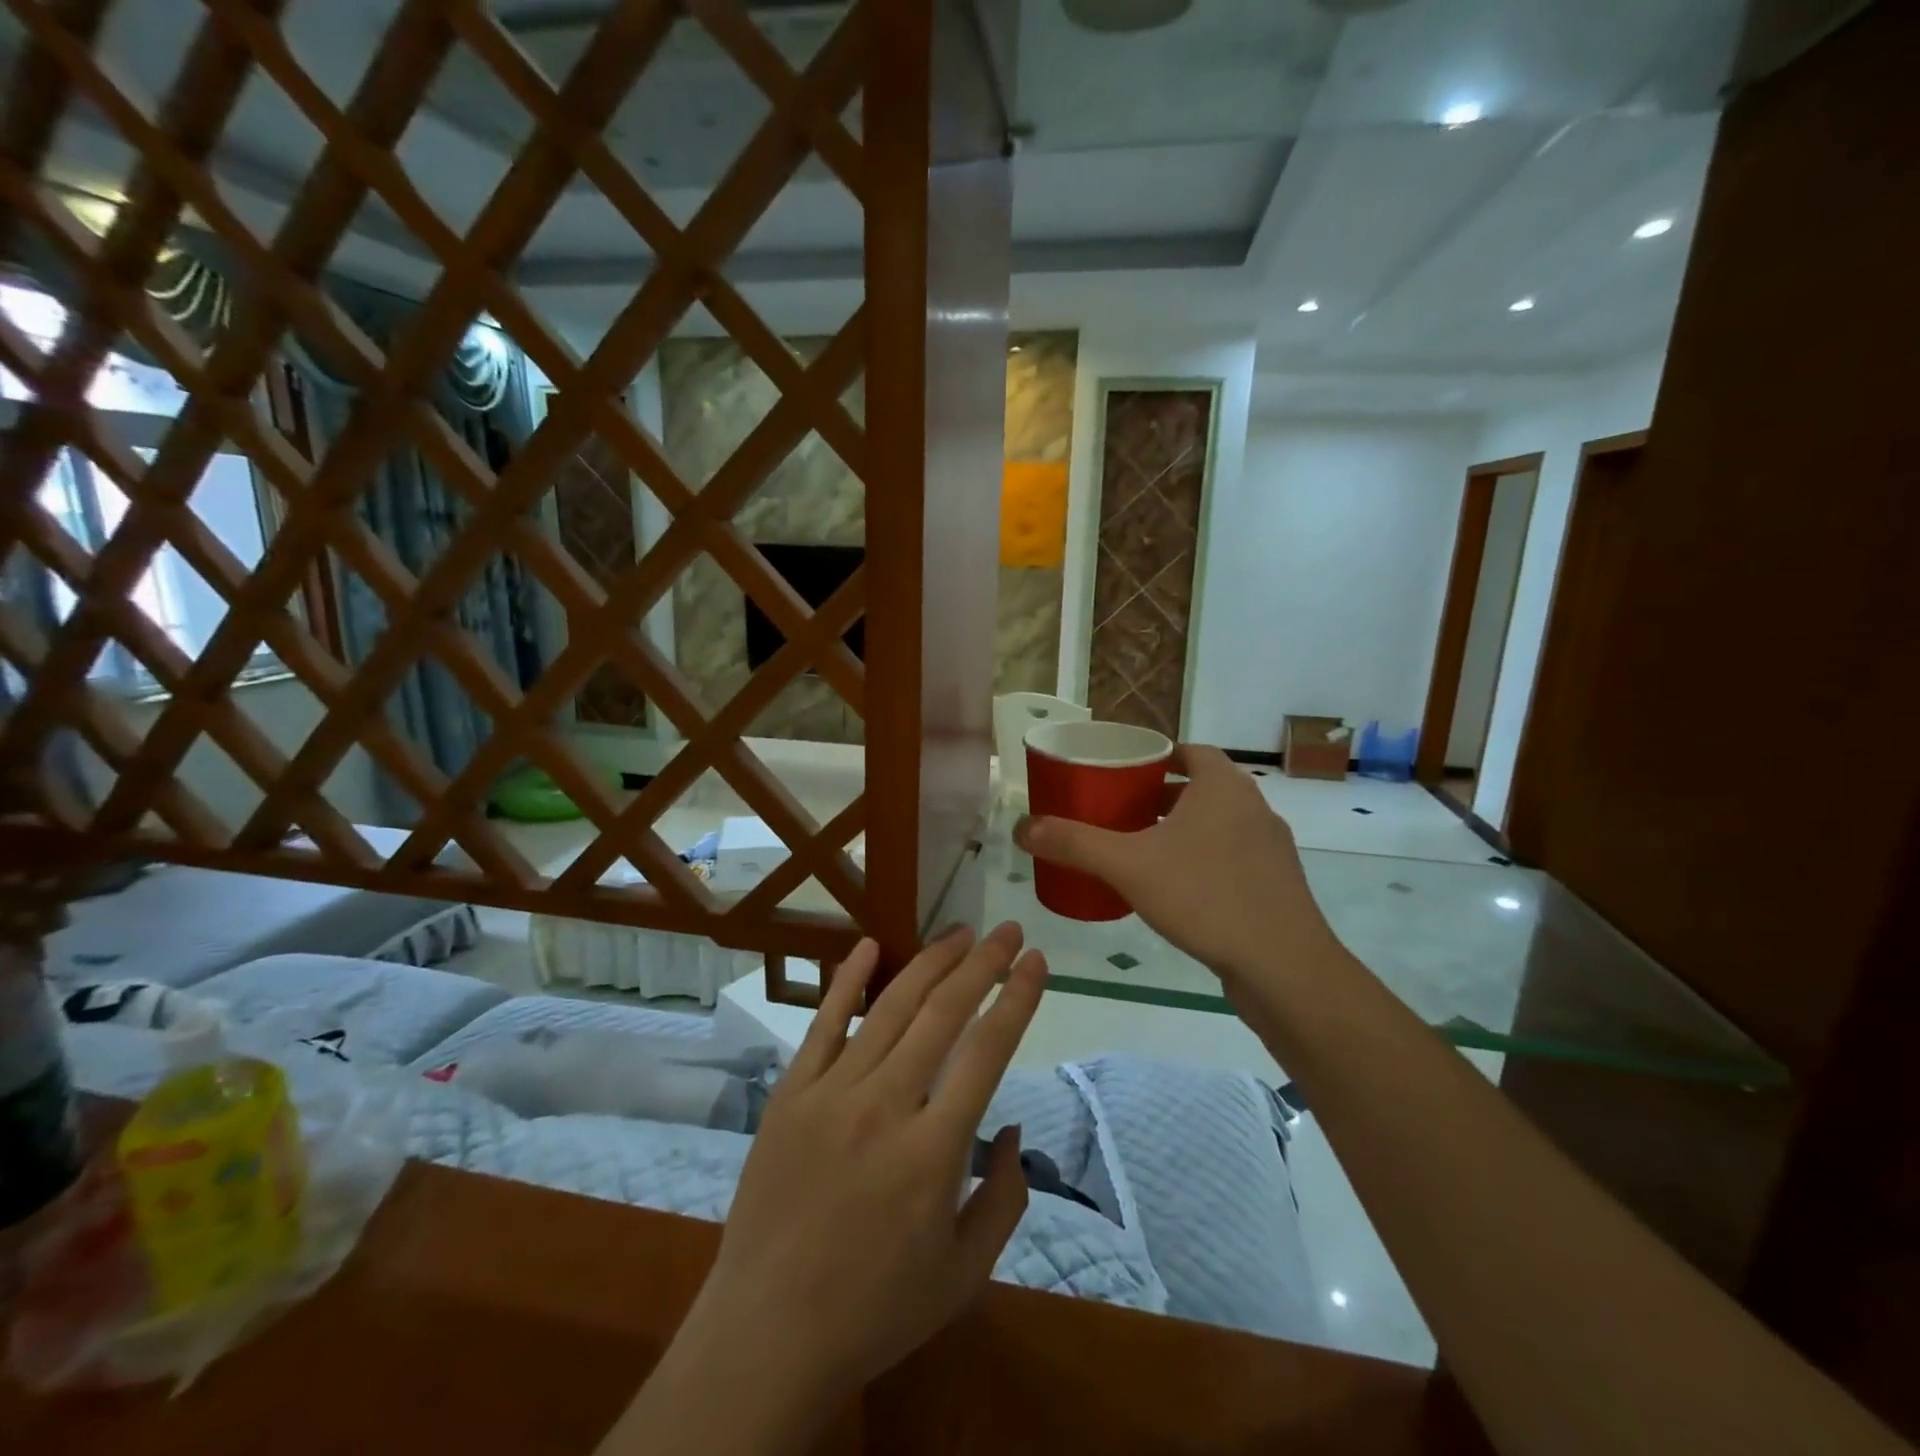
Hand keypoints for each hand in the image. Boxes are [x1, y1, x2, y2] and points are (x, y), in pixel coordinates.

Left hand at [636, 925, 1045, 1447]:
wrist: (767, 1333)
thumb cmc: (875, 1309)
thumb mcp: (965, 1273)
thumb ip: (1005, 1198)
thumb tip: (1012, 1127)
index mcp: (934, 1151)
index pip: (988, 1051)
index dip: (1017, 998)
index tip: (1036, 961)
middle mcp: (885, 1105)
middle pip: (943, 1013)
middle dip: (982, 964)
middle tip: (1006, 931)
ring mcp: (832, 1092)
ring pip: (890, 1007)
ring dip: (930, 962)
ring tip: (960, 932)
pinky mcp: (791, 1093)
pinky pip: (823, 1023)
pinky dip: (847, 980)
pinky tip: (869, 945)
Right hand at [1016, 743, 1336, 992]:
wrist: (1283, 967)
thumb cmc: (1205, 896)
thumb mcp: (1128, 865)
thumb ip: (1074, 843)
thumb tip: (1023, 827)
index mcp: (1223, 787)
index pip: (1190, 751)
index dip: (1157, 757)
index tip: (1123, 773)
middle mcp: (1253, 808)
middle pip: (1201, 787)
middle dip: (1161, 796)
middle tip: (1120, 812)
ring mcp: (1271, 849)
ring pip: (1218, 825)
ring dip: (1182, 830)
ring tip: (1141, 850)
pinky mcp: (1277, 886)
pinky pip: (1232, 858)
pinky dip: (1203, 861)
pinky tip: (1176, 891)